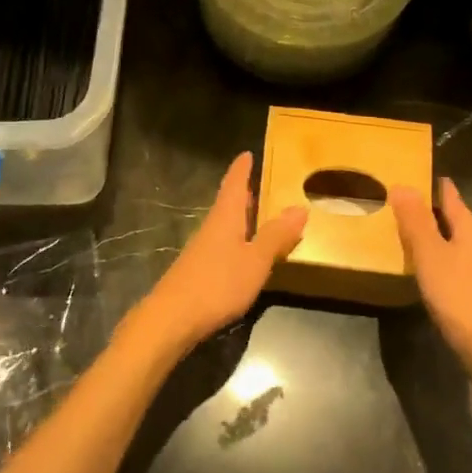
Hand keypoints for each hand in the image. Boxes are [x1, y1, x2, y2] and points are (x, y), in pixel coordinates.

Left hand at [134, 153, 307, 355]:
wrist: (171, 319)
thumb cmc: (217, 284)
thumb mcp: (255, 261)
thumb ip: (276, 236)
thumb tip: (299, 207)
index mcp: (225, 219)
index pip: (234, 185)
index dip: (242, 170)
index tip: (247, 153)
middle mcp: (210, 229)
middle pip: (227, 204)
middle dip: (242, 193)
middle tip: (258, 183)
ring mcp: (200, 251)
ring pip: (223, 226)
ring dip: (239, 218)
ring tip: (256, 216)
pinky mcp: (197, 272)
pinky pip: (221, 246)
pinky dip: (235, 241)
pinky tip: (242, 254)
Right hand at [390, 178, 471, 370]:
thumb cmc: (458, 295)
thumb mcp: (430, 255)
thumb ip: (416, 221)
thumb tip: (403, 185)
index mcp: (470, 228)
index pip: (449, 194)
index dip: (430, 183)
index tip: (406, 173)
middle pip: (450, 216)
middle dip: (425, 208)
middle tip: (393, 201)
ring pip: (450, 239)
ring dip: (428, 232)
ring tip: (399, 229)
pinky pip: (450, 259)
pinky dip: (433, 254)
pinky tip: (418, 264)